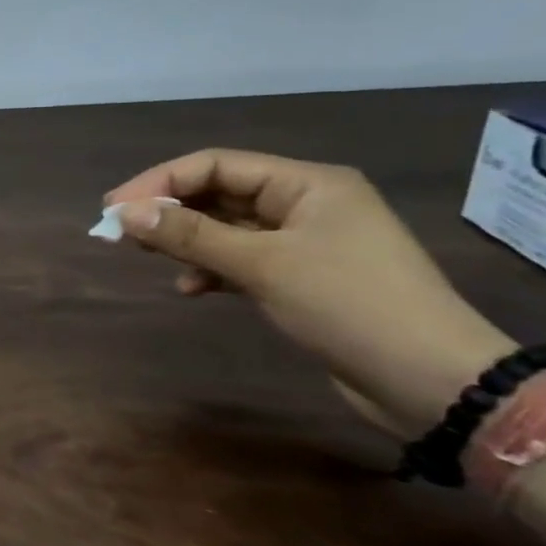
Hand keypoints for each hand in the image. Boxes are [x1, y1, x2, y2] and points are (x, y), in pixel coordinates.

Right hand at [104, 150, 515, 437]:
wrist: (432, 380)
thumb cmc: (349, 305)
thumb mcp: (262, 265)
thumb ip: (191, 235)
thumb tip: (125, 213)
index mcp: (308, 184)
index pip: (217, 165)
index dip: (160, 182)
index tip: (113, 209)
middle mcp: (307, 204)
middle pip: (219, 194)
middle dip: (169, 210)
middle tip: (118, 232)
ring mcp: (306, 242)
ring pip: (227, 228)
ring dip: (186, 240)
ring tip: (147, 256)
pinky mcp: (303, 278)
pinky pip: (242, 260)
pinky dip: (211, 269)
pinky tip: (191, 288)